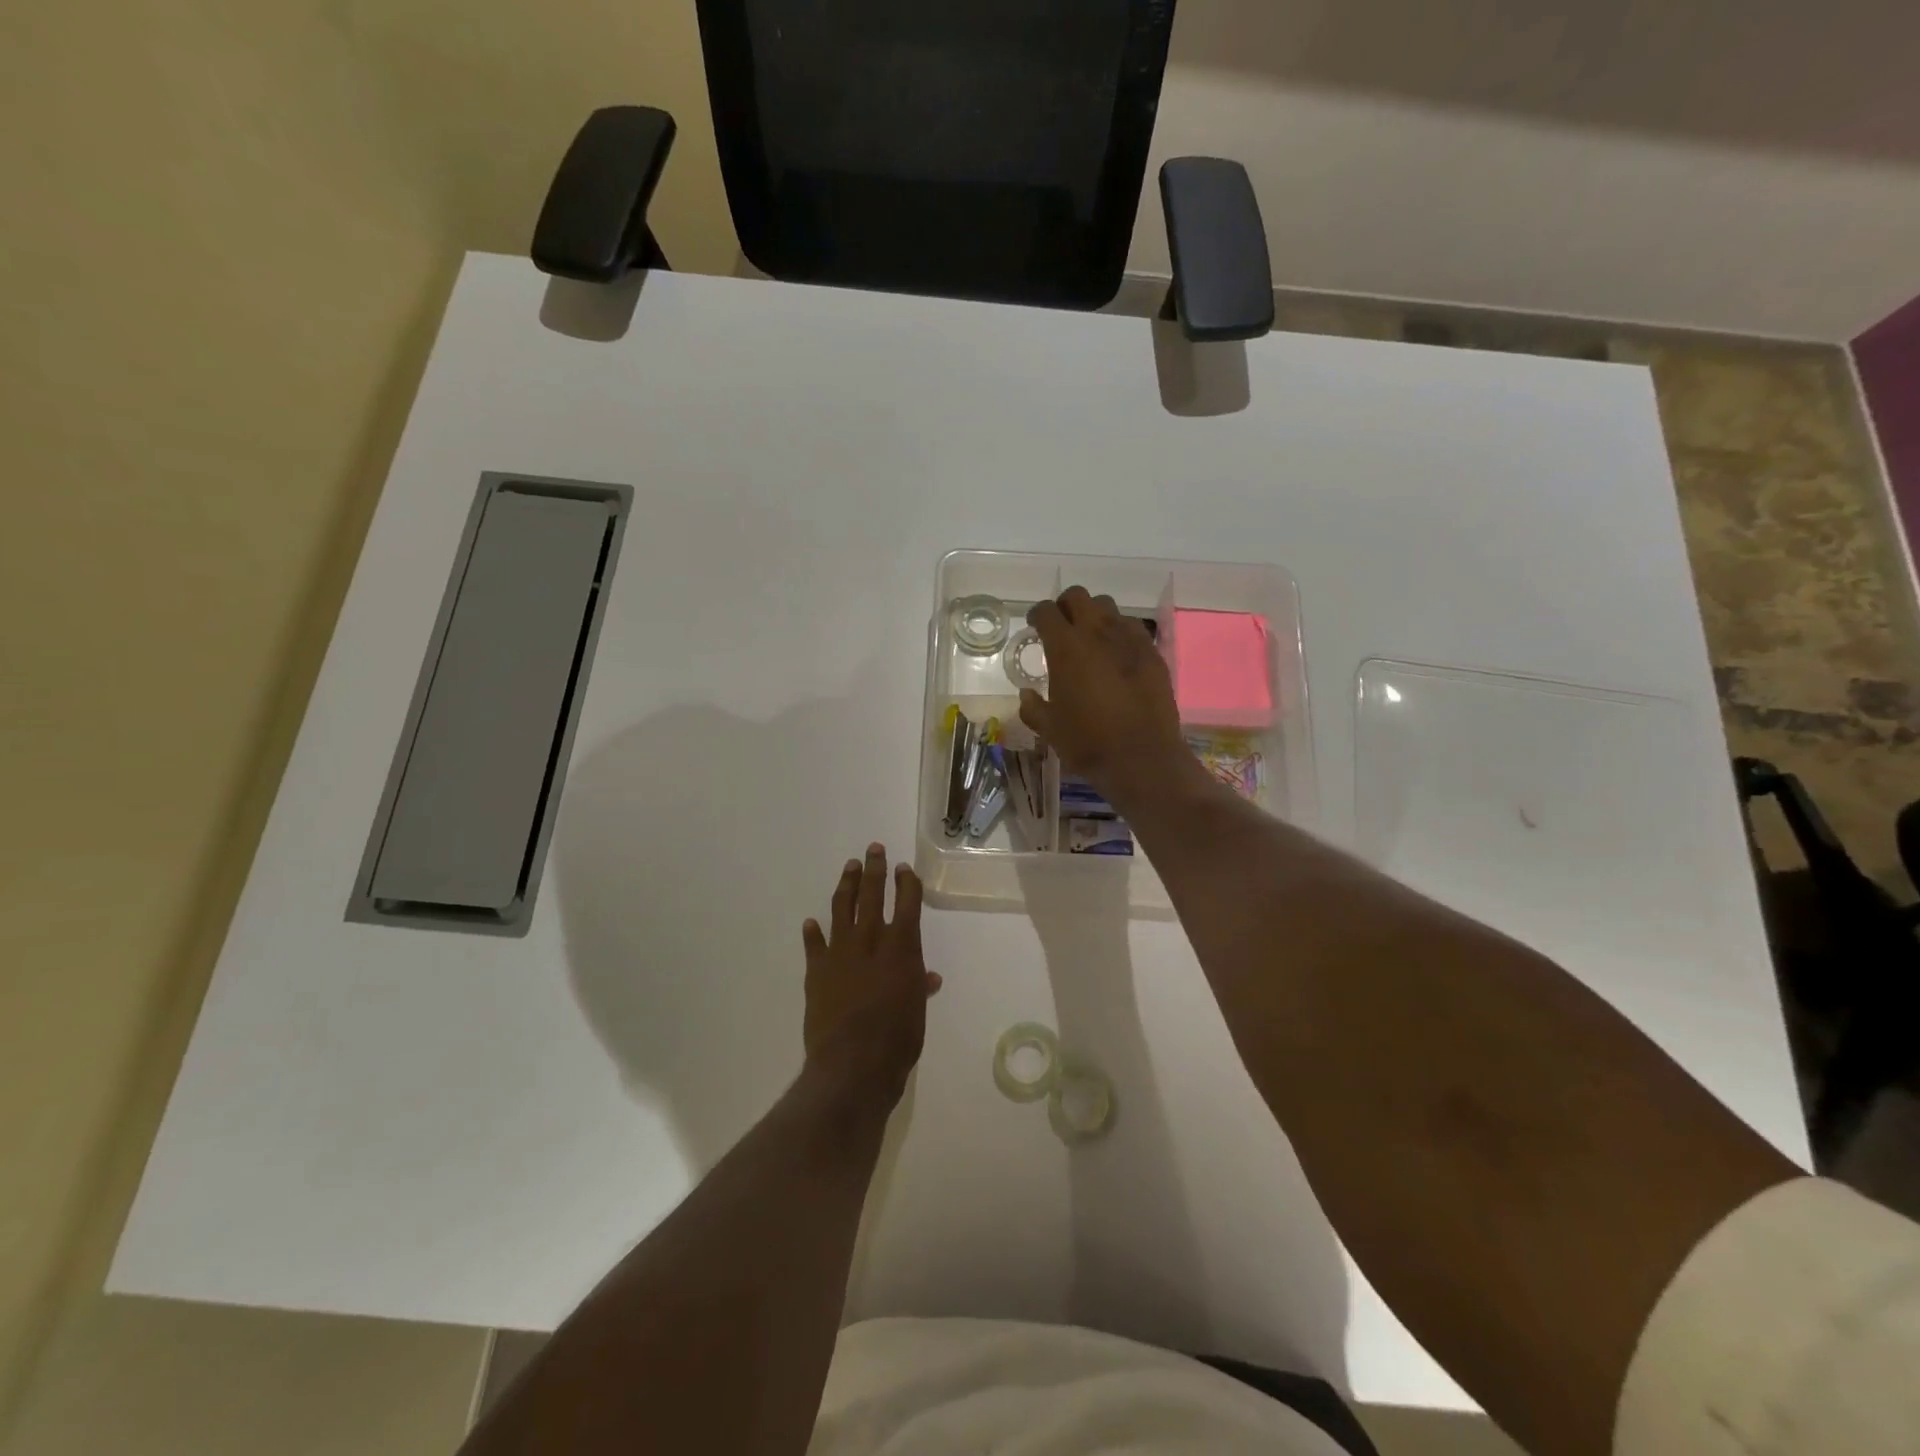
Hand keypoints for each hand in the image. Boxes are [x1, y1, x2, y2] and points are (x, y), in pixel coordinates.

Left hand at [802, 845, 942, 1109]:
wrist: (852, 1062)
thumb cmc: (898, 1037)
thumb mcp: (917, 1010)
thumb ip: (919, 986)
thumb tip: (928, 977)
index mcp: (901, 947)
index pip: (906, 903)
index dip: (906, 883)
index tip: (904, 868)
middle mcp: (870, 941)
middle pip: (873, 895)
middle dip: (875, 870)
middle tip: (873, 849)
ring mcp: (840, 953)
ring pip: (843, 909)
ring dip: (847, 886)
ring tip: (850, 867)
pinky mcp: (816, 970)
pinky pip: (814, 945)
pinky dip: (813, 933)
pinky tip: (811, 921)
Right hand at [1018, 586, 1192, 805]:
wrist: (1142, 757)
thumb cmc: (1088, 743)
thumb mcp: (1050, 729)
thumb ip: (1033, 708)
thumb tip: (1026, 695)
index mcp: (1066, 648)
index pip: (1047, 612)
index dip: (1038, 615)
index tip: (1035, 626)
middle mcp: (1097, 633)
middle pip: (1078, 597)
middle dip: (1066, 606)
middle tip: (1061, 627)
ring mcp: (1129, 639)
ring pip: (1108, 607)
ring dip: (1094, 615)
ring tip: (1091, 638)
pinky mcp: (1152, 652)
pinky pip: (1132, 627)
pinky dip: (1119, 632)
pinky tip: (1117, 654)